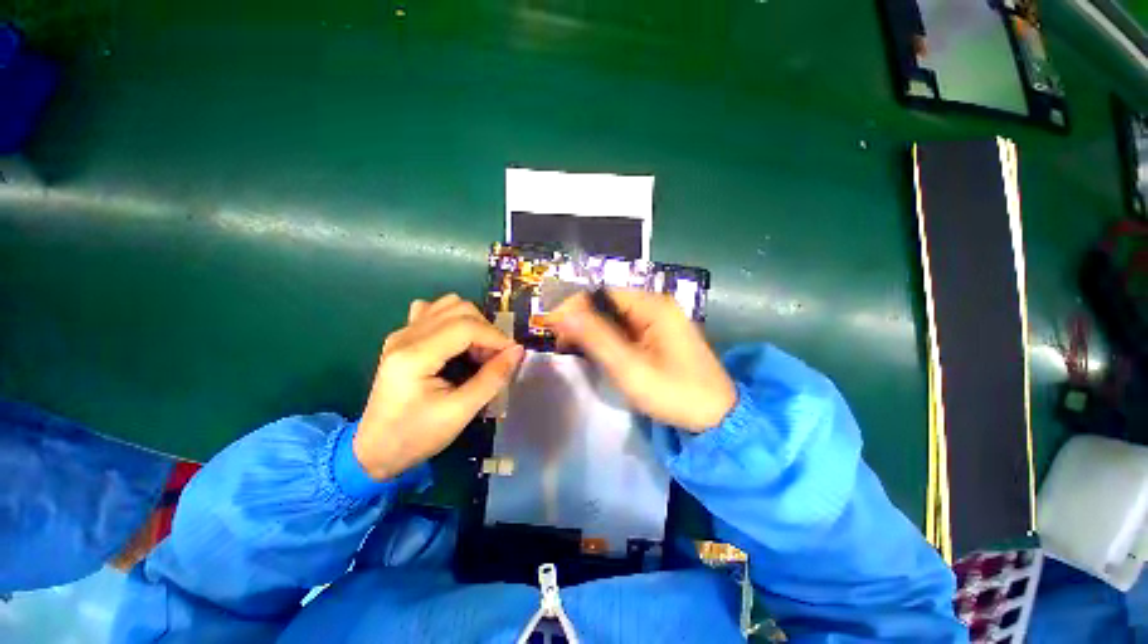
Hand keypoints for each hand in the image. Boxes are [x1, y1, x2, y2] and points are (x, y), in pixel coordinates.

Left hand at [354, 294, 523, 479]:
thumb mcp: (460, 412)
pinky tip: (457, 343)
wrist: (374, 449)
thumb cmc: (417, 435)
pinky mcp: (402, 337)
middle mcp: (405, 336)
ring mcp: (401, 333)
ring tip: (478, 350)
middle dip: (485, 329)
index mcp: (415, 356)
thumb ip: (492, 378)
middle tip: (494, 358)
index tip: (512, 354)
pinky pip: (434, 312)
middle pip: (459, 309)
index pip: (465, 327)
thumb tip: (517, 351)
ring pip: (448, 305)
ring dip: (472, 323)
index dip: (495, 336)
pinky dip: (454, 320)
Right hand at [548, 289, 735, 431]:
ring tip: (572, 348)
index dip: (575, 306)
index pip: (603, 294)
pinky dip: (606, 338)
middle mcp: (656, 305)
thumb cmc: (675, 393)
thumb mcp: (630, 368)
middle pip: (608, 303)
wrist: (717, 417)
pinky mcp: (658, 334)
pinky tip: (595, 351)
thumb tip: (561, 313)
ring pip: (614, 316)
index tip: (552, 325)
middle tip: (561, 342)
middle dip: (582, 319)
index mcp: (653, 306)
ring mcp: (659, 319)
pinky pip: (625, 328)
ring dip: (592, 330)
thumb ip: (596, 338)